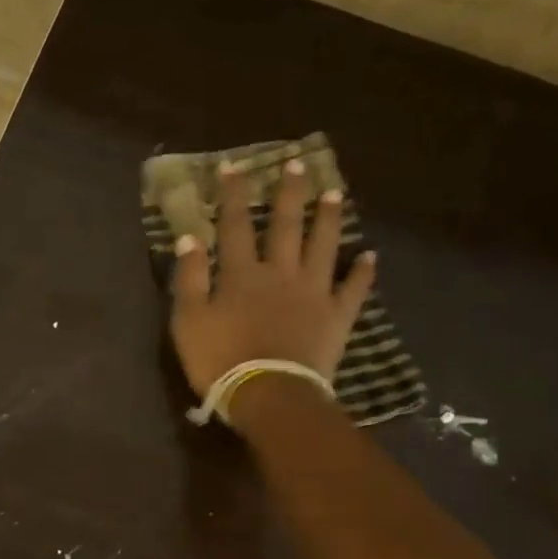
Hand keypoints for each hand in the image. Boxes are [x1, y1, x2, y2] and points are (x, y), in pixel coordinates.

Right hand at [169, 158, 375, 403]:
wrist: (269, 394)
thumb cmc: (220, 360)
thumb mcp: (189, 321)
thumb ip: (189, 279)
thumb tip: (189, 238)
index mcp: (242, 274)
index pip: (235, 225)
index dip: (233, 196)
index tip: (235, 167)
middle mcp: (281, 273)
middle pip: (286, 226)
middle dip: (289, 194)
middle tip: (297, 164)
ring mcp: (313, 293)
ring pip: (323, 246)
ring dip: (329, 219)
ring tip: (334, 193)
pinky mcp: (336, 317)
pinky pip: (352, 289)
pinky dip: (361, 272)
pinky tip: (369, 256)